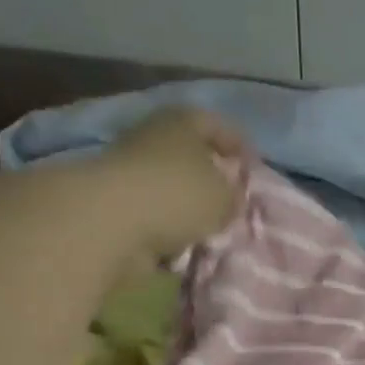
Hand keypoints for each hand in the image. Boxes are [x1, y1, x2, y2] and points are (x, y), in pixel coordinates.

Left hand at [96, 108, 250, 260]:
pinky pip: (155, 214)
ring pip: (171, 186)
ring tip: (210, 228)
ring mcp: (130, 171)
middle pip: (189, 155)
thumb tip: (231, 198)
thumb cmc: (177, 195)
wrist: (111, 222)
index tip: (253, 167)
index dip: (238, 144)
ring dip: (189, 207)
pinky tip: (184, 243)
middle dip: (211, 177)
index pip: (216, 124)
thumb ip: (234, 196)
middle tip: (231, 199)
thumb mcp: (223, 197)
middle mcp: (153, 138)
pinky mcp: (117, 203)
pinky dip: (169, 227)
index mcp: (181, 122)